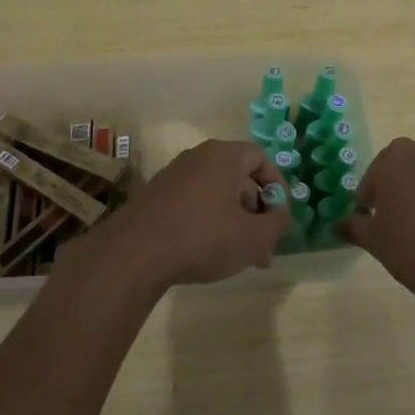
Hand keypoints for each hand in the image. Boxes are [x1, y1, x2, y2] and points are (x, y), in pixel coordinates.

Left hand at [60, 140, 288, 293]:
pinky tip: (208, 254)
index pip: (259, 157)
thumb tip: (280, 213)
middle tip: (263, 247)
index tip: (280, 213)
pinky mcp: (154, 198)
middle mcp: (197, 158)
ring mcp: (172, 177)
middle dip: (255, 213)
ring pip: (215, 195)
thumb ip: (277, 223)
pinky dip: (207, 223)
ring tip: (240, 258)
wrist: (134, 254)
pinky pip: (192, 204)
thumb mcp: (254, 237)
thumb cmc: (203, 238)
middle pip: (237, 179)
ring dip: (233, 222)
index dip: (276, 184)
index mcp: (223, 156)